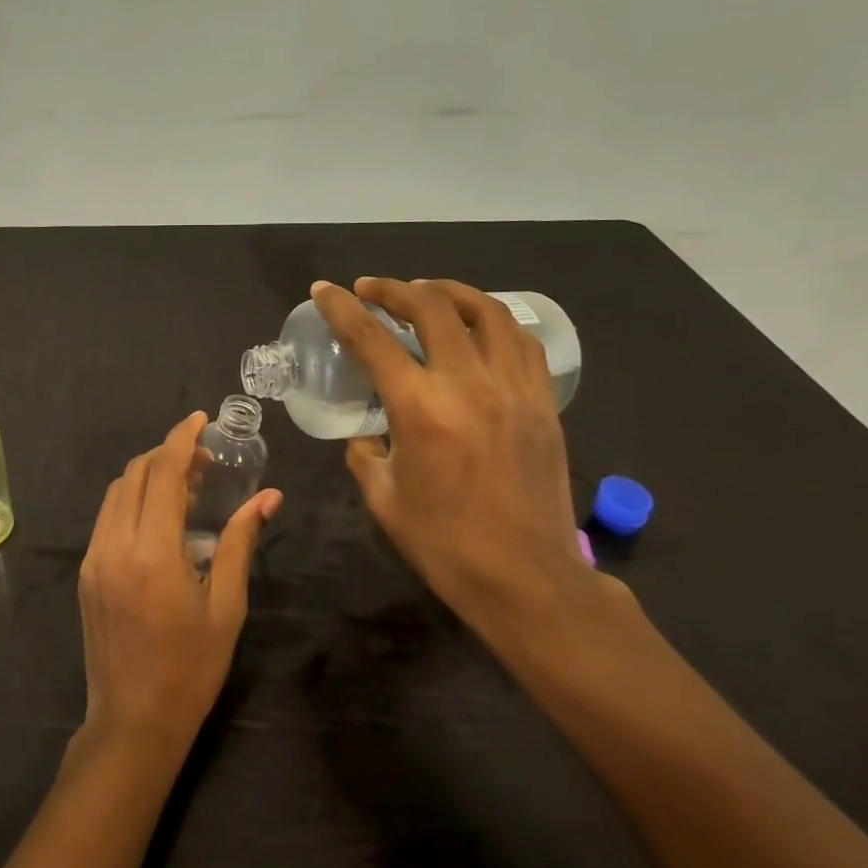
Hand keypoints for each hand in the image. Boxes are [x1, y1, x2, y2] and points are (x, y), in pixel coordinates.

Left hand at [78, 411, 282, 749]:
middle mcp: (115, 544)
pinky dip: (132, 500)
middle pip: (136, 473)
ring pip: (117, 491)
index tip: (201, 419)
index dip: (182, 438)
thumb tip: (268, 497)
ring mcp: (94, 558)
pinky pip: (107, 517)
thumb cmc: (190, 668)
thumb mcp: (226, 605)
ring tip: (186, 487)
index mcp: (153, 551)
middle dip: (168, 454)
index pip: (163, 472)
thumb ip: (241, 542)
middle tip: (205, 462)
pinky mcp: (86, 573)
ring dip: (148, 475)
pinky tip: (159, 518)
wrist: (133, 722)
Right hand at [311, 277, 599, 642]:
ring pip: (485, 311)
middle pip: (431, 307)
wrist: (527, 579)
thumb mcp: (383, 499)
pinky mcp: (543, 402)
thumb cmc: (445, 545)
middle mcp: (468, 385)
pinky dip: (492, 321)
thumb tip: (365, 431)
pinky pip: (521, 341)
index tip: (325, 290)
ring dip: (448, 292)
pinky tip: (477, 327)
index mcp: (420, 409)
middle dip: (393, 288)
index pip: (371, 338)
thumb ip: (364, 452)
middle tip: (372, 289)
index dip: (341, 307)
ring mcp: (513, 389)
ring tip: (425, 293)